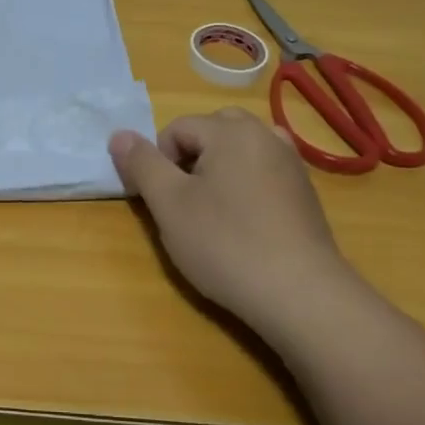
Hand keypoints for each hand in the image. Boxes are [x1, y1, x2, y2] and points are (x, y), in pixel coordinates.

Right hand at [109, 108, 353, 339]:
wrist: (301, 295)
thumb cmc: (225, 244)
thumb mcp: (169, 204)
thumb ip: (141, 164)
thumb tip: (118, 134)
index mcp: (230, 130)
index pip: (177, 129)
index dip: (159, 162)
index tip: (161, 202)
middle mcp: (265, 134)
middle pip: (213, 130)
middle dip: (191, 157)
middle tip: (185, 201)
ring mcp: (291, 163)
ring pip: (241, 149)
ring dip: (220, 168)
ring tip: (214, 209)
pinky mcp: (305, 192)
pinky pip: (265, 171)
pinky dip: (247, 183)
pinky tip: (246, 221)